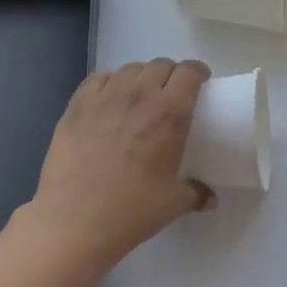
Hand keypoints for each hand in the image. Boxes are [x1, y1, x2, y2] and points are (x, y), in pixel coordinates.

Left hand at [23, 58, 214, 268]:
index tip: (200, 82)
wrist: (74, 222)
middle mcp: (140, 95)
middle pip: (160, 65)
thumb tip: (211, 199)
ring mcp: (105, 97)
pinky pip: (99, 79)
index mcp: (170, 113)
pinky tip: (109, 99)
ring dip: (141, 77)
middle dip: (170, 74)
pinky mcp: (77, 105)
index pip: (189, 72)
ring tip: (140, 95)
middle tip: (171, 93)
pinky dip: (110, 82)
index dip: (197, 72)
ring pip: (130, 69)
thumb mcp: (173, 203)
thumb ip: (196, 193)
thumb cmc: (131, 211)